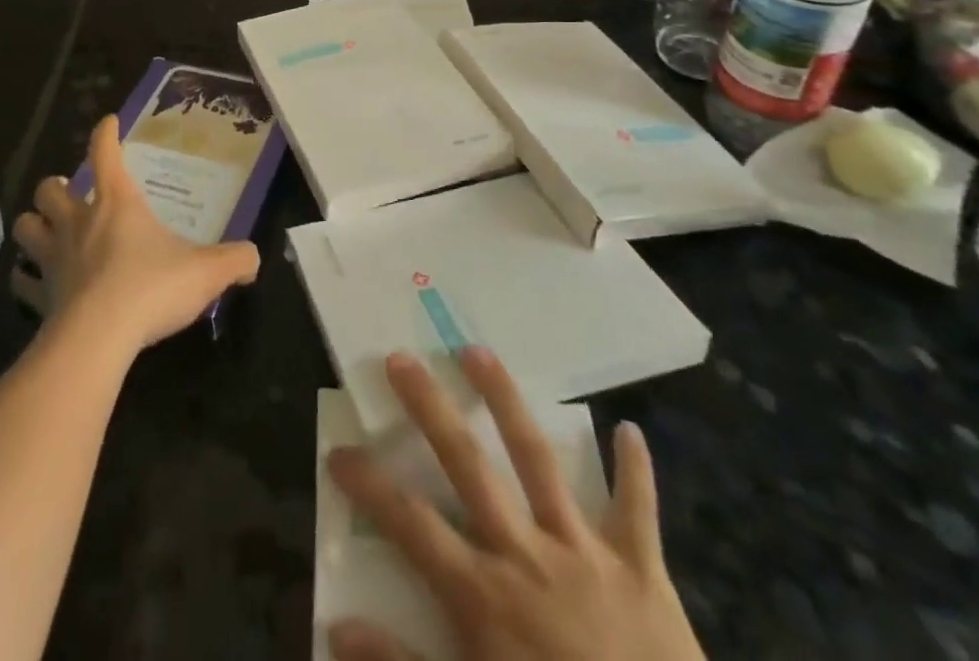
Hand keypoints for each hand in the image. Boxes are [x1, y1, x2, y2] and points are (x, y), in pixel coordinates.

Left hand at [13, 115, 260, 354]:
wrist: (98, 339)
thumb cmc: (151, 288)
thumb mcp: (207, 272)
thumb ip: (235, 260)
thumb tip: (254, 257)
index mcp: (116, 203)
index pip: (105, 153)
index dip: (105, 134)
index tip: (108, 123)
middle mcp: (78, 222)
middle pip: (49, 189)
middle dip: (56, 187)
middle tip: (71, 195)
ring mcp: (53, 259)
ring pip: (25, 227)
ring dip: (33, 225)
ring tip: (46, 231)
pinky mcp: (40, 296)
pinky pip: (22, 282)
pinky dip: (26, 280)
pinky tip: (35, 285)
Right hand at [327, 349, 704, 660]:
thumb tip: (337, 627)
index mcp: (484, 596)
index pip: (410, 524)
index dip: (370, 486)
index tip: (338, 451)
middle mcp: (526, 556)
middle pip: (467, 464)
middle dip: (430, 409)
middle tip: (401, 358)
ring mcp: (585, 554)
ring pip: (537, 460)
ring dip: (507, 402)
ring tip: (479, 351)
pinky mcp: (641, 571)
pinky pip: (637, 512)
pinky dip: (635, 472)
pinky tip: (630, 430)